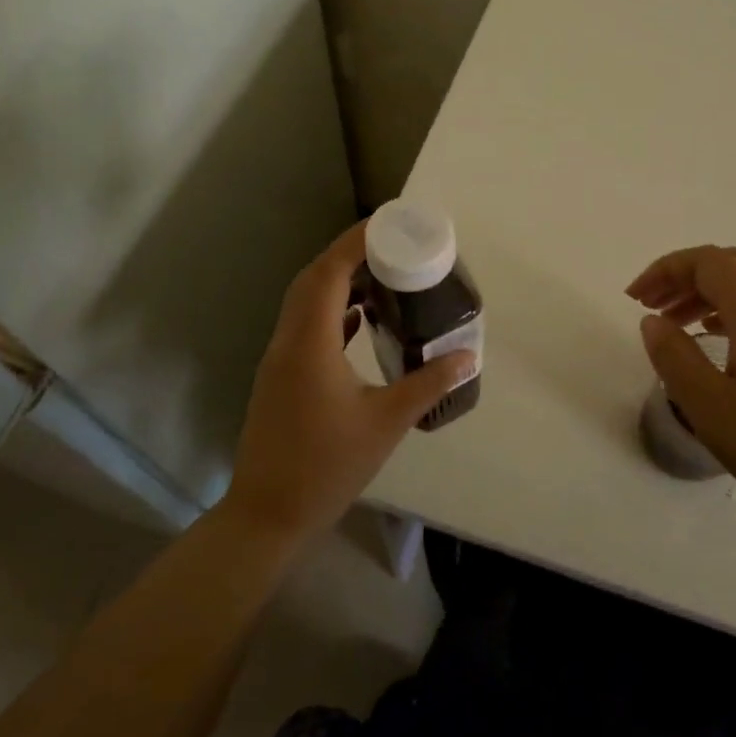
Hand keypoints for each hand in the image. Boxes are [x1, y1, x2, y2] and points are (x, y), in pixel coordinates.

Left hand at [222, 222, 476, 545]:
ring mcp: (279, 360)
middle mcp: (288, 341)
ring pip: (306, 303)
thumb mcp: (386, 423)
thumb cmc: (327, 465)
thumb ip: (427, 384)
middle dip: (349, 255)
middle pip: (313, 279)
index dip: (355, 241)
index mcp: (309, 342)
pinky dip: (332, 312)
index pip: (328, 272)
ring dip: (338, 282)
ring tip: (381, 275)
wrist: (268, 514)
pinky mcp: (280, 377)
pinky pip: (306, 327)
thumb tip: (467, 356)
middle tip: (391, 245)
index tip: (389, 223)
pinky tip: (360, 319)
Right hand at [627, 246, 735, 538]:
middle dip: (686, 276)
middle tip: (651, 305)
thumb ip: (674, 356)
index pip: (709, 262)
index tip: (634, 299)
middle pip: (732, 266)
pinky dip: (732, 314)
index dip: (666, 269)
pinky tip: (717, 346)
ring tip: (676, 326)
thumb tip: (653, 321)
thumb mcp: (709, 406)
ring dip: (708, 295)